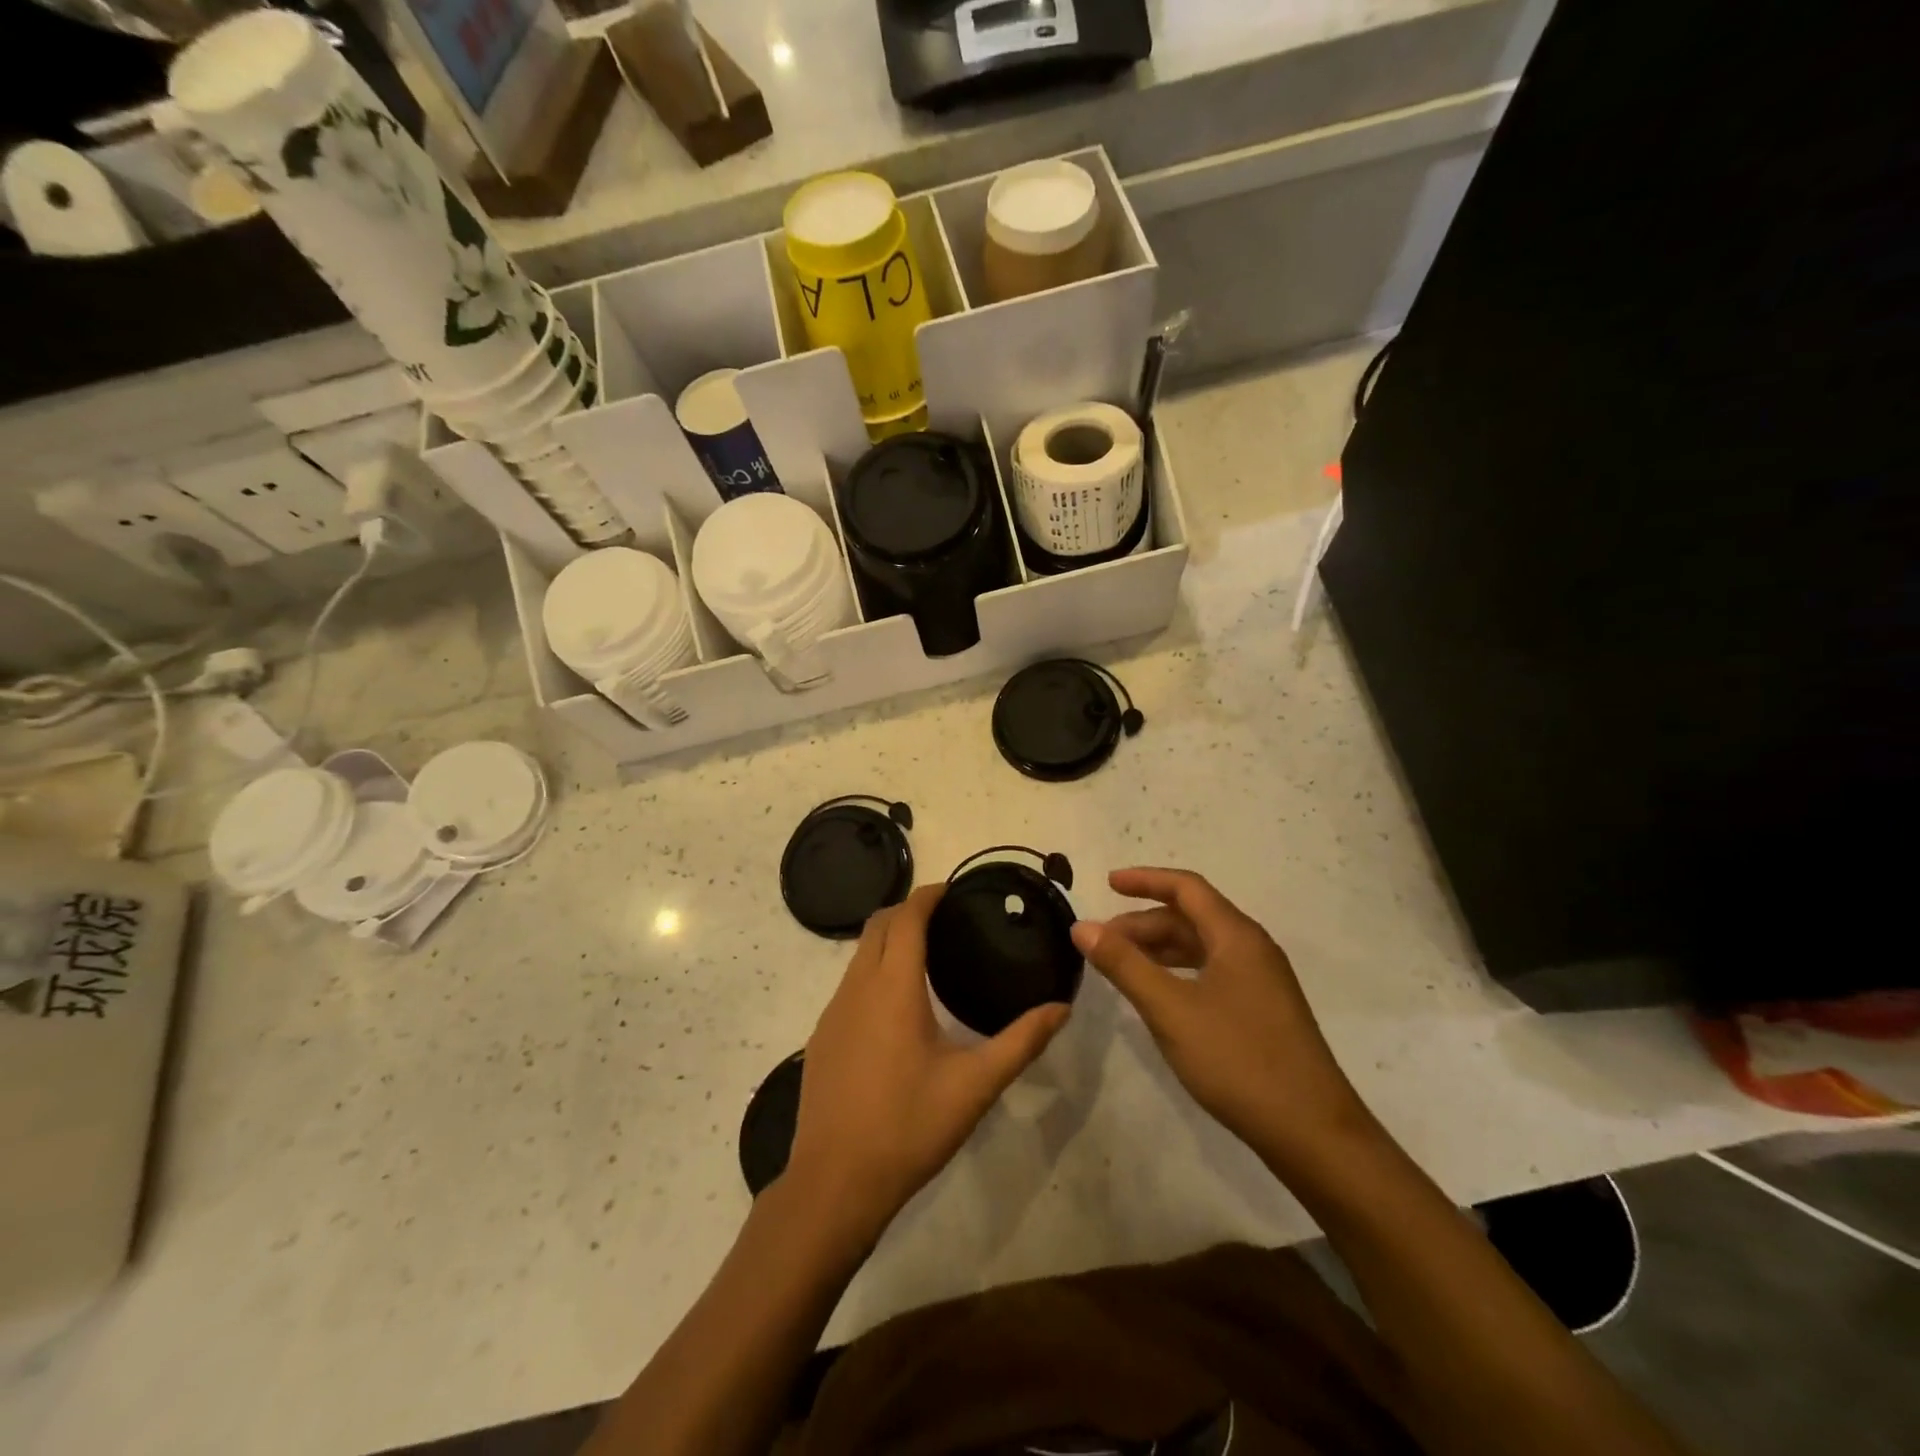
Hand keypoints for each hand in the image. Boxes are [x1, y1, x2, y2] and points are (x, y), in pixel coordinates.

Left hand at [786, 884, 1069, 1240]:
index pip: (906, 917)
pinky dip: (873, 971)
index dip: (928, 895)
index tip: (954, 890)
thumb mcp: (975, 1086)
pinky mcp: (821, 1037)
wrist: (834, 1184)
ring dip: (888, 940)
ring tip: (927, 956)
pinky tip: (896, 1007)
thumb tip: (1061, 1008)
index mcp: (893, 986)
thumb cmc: (908, 1126)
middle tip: (946, 919)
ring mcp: (832, 1012)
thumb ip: (1021, 1042)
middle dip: (907, 911)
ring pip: (859, 954)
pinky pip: (849, 984)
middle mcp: (857, 987)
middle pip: (877, 925)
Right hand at [1071, 867, 1377, 1175]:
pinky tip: (1158, 995)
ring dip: (1159, 948)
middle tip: (1102, 941)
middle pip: (1192, 917)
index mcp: (1236, 937)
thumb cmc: (1238, 1061)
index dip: (1145, 879)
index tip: (1107, 883)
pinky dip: (1178, 972)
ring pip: (1202, 947)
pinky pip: (1212, 972)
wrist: (1312, 1133)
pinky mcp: (1262, 1011)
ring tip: (1120, 965)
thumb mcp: (1170, 1010)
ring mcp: (1261, 981)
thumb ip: (1124, 965)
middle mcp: (1252, 949)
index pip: (1186, 888)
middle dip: (1144, 922)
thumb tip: (1082, 926)